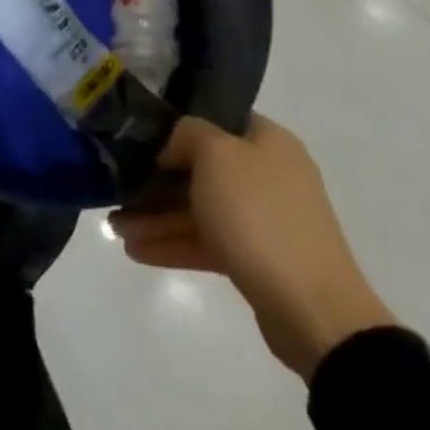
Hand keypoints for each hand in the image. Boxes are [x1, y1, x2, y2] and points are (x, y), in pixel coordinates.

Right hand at [111, 113, 394, 381]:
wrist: (314, 312)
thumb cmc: (260, 216)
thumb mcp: (215, 155)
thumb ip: (187, 133)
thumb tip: (175, 146)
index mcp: (268, 141)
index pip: (215, 117)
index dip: (175, 122)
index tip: (138, 132)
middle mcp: (269, 174)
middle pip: (200, 167)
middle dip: (155, 179)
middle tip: (117, 186)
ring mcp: (265, 220)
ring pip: (199, 208)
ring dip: (157, 216)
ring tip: (115, 228)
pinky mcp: (258, 260)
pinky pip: (207, 242)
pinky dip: (173, 243)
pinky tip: (136, 250)